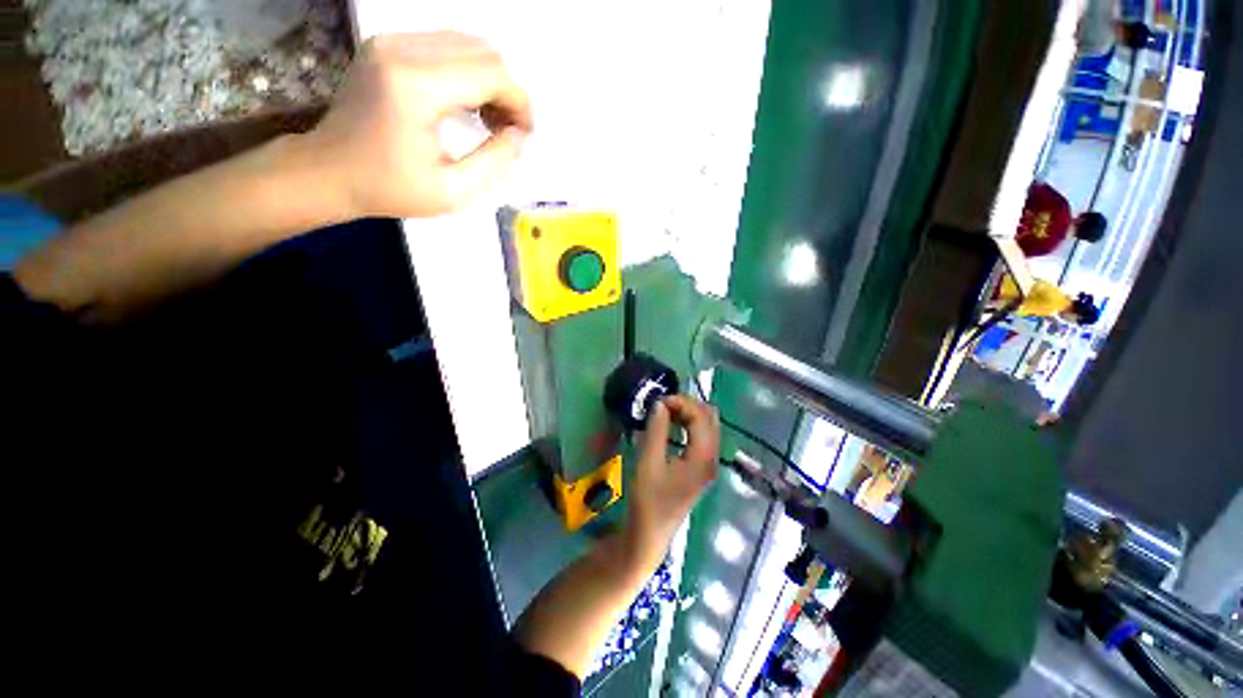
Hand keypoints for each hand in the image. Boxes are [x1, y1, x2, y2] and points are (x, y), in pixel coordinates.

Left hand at [304, 32, 532, 218]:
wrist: (328, 171)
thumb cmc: (390, 189)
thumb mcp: (453, 192)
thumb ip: (495, 162)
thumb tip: (520, 135)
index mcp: (415, 86)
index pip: (490, 73)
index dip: (519, 102)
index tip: (524, 135)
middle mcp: (402, 50)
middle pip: (482, 52)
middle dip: (508, 92)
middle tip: (509, 131)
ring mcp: (391, 42)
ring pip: (467, 45)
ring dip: (491, 82)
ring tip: (491, 121)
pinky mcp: (388, 46)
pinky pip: (446, 47)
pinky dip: (469, 75)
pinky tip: (469, 106)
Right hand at [629, 396, 720, 551]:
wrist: (649, 534)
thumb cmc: (648, 500)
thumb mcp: (648, 462)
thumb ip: (656, 430)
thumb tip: (660, 404)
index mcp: (703, 457)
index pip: (700, 417)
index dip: (681, 403)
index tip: (659, 400)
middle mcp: (711, 458)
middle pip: (709, 419)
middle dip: (688, 405)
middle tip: (662, 404)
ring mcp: (707, 464)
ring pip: (706, 426)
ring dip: (688, 414)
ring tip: (664, 412)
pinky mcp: (700, 468)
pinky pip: (700, 437)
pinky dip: (687, 425)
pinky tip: (670, 425)